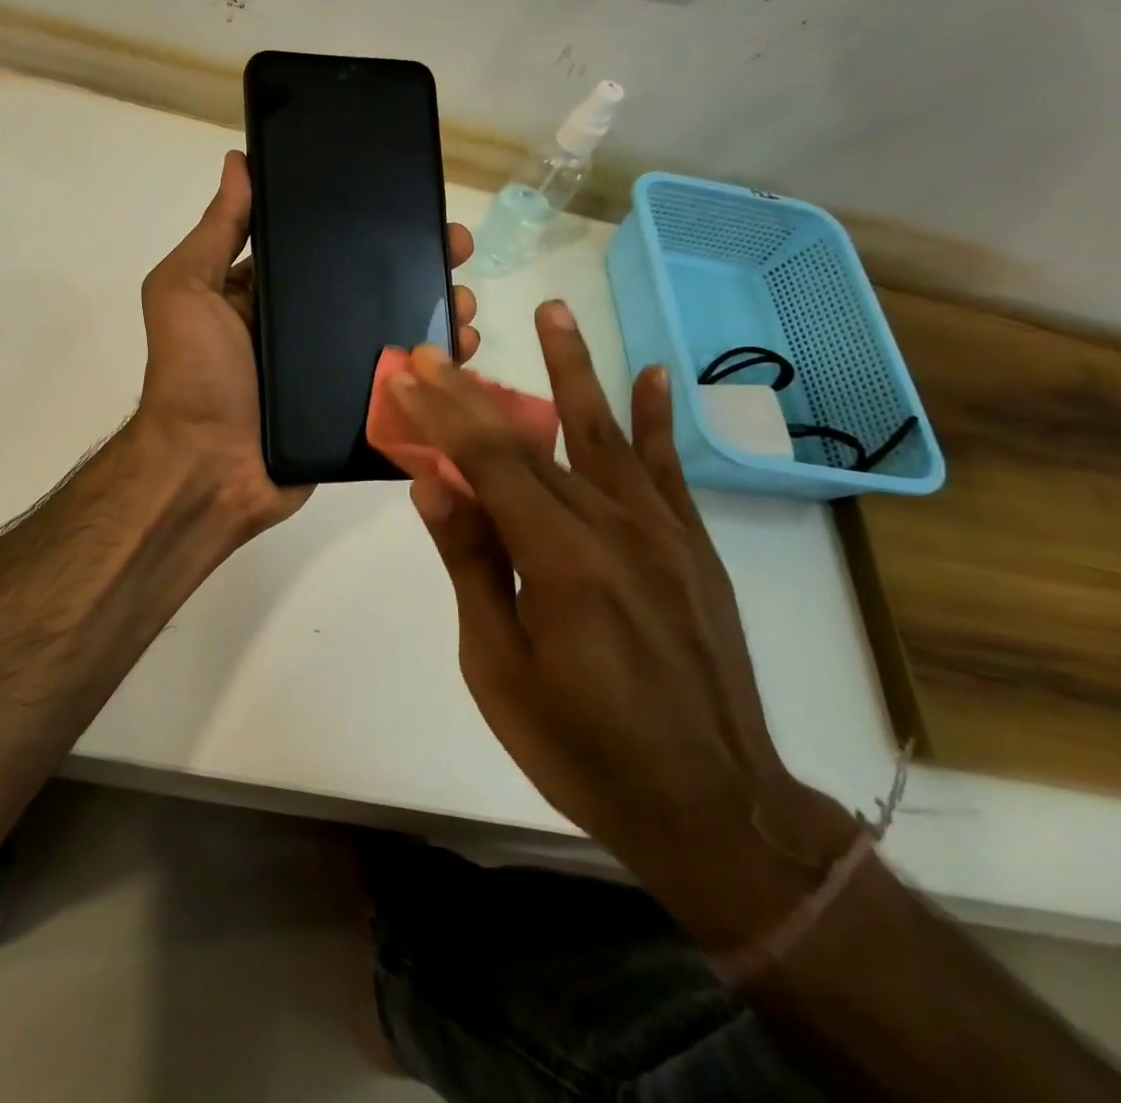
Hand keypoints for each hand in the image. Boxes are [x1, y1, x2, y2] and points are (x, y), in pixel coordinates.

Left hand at [135, 149, 478, 538]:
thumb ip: (216, 231)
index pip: (322, 247)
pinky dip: (432, 368)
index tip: (409, 203)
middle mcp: (301, 327)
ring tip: (466, 301)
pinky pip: (399, 383)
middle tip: (458, 248)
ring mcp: (330, 371)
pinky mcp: (352, 411)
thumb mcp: (185, 290)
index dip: (363, 225)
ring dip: (434, 311)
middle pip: (368, 286)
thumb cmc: (193, 375)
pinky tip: (463, 351)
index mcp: (264, 294)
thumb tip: (240, 160)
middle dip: (416, 264)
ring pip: (392, 331)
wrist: (208, 470)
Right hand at [387, 303, 857, 947]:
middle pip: (532, 443)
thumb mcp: (500, 665)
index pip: (490, 463)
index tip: (408, 374)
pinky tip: (650, 374)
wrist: (712, 809)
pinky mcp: (693, 549)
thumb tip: (434, 484)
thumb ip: (473, 564)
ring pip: (606, 435)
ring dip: (574, 370)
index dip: (443, 414)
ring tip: (554, 311)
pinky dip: (657, 420)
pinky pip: (670, 472)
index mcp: (562, 559)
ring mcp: (663, 534)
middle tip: (438, 349)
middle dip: (475, 395)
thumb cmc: (583, 747)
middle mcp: (616, 528)